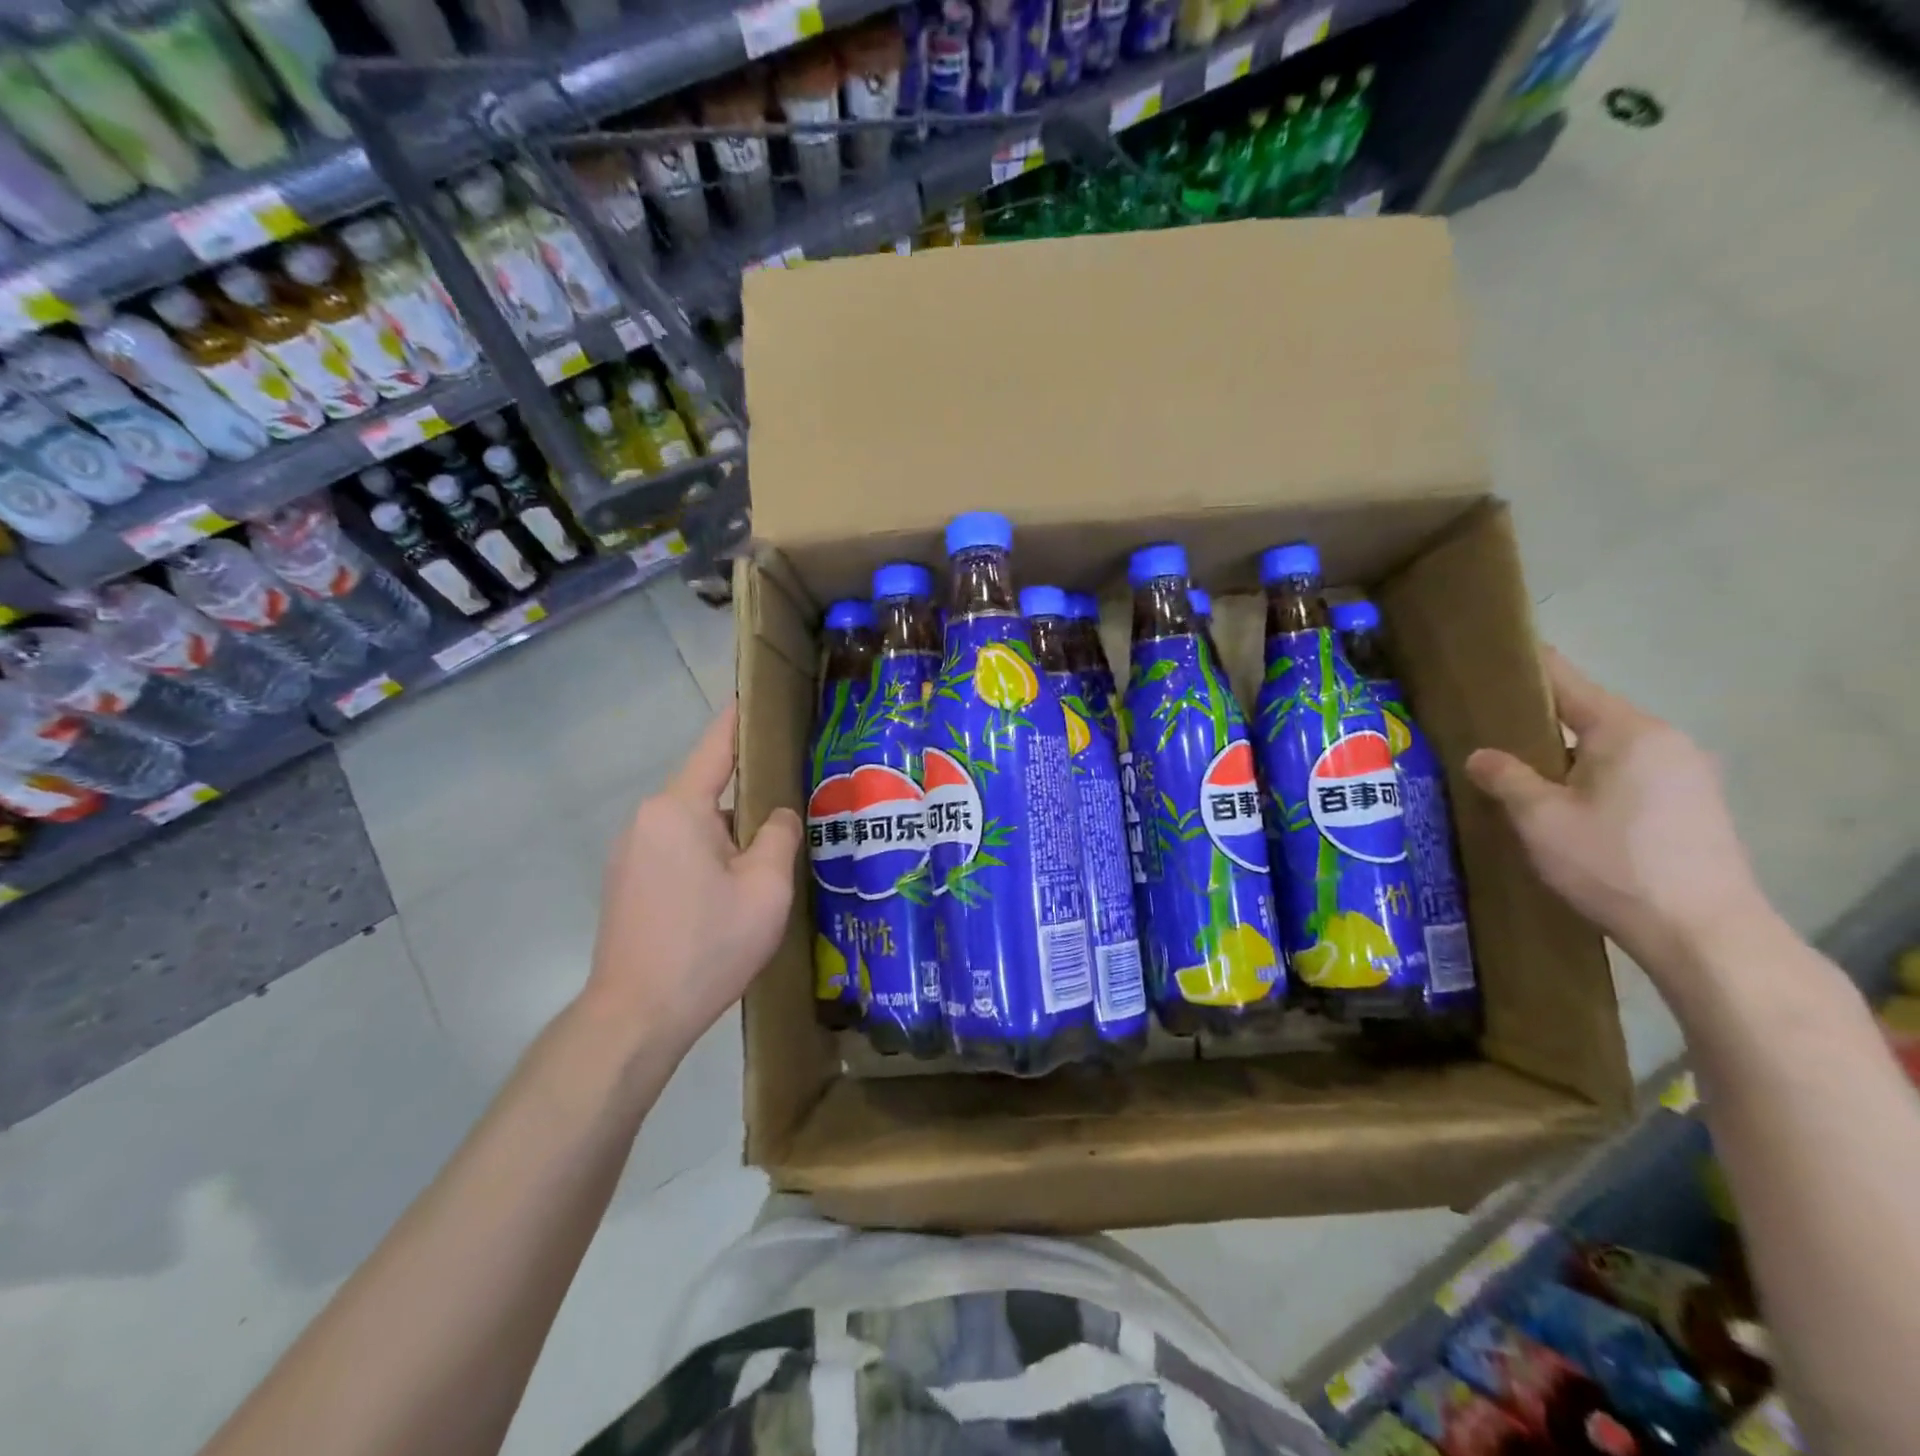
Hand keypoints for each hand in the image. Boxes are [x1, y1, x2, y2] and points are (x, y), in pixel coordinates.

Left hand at [584, 702, 801, 1054]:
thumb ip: (780, 835)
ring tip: (772, 860)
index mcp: (678, 808)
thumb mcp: (766, 888)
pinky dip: (709, 856)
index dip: (743, 717)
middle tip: (798, 807)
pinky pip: (677, 850)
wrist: (636, 1018)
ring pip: (695, 824)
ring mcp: (630, 851)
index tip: (764, 694)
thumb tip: (777, 814)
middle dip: (751, 796)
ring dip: (731, 834)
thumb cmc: (707, 945)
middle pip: (709, 789)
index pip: (717, 745)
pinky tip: (733, 892)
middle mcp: (647, 818)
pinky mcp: (627, 882)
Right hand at [1466, 648, 1769, 981]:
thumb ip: (1506, 777)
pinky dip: (1593, 780)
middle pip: (1589, 716)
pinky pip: (1630, 775)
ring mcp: (1688, 775)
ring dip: (1566, 758)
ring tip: (1521, 777)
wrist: (1704, 933)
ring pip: (1609, 750)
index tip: (1492, 659)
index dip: (1528, 669)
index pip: (1568, 682)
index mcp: (1628, 731)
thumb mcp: (1540, 819)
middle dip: (1540, 724)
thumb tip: (1481, 755)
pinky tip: (1567, 810)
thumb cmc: (1613, 863)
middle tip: (1489, 734)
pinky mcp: (1696, 807)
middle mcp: (1665, 741)